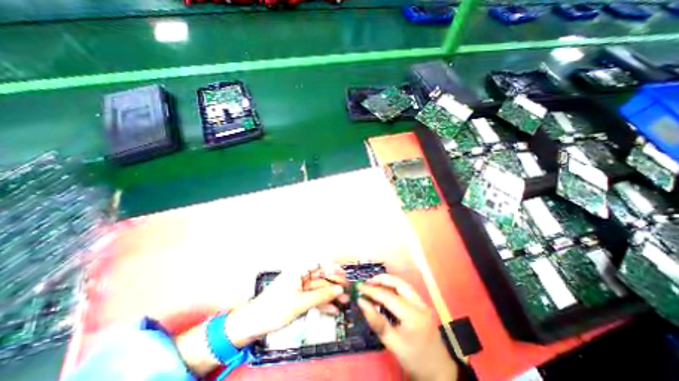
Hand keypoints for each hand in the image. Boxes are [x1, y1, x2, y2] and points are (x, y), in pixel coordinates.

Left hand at [224, 264, 346, 347]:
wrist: (253, 324)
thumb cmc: (275, 308)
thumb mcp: (300, 302)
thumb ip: (321, 296)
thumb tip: (340, 289)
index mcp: (299, 270)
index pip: (319, 263)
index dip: (332, 267)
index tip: (344, 273)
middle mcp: (301, 276)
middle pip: (321, 277)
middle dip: (334, 283)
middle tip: (348, 289)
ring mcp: (300, 288)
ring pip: (319, 289)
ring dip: (331, 295)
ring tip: (344, 301)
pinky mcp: (299, 299)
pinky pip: (313, 299)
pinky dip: (322, 304)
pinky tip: (333, 310)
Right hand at [358, 274, 458, 380]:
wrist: (438, 372)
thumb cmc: (414, 359)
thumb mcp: (392, 343)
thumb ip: (376, 321)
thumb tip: (361, 302)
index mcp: (412, 314)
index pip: (387, 296)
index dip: (371, 291)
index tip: (358, 287)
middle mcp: (419, 303)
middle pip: (398, 282)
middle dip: (381, 279)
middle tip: (367, 283)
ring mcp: (422, 303)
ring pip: (403, 284)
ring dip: (388, 281)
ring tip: (374, 285)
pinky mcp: (422, 305)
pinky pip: (406, 290)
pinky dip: (394, 287)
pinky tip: (386, 292)